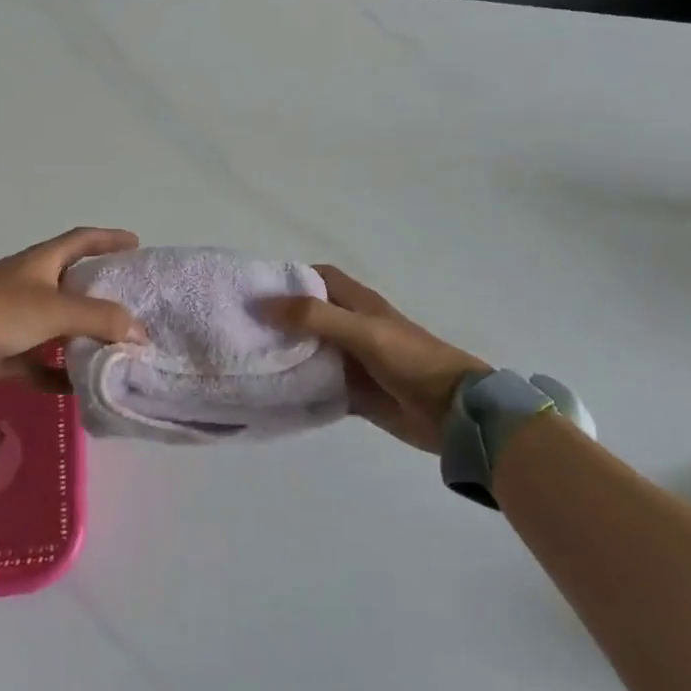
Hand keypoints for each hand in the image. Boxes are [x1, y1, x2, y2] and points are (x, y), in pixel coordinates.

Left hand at [0, 227, 147, 392]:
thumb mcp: (54, 309)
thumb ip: (100, 318)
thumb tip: (143, 332)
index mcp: (42, 263)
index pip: (81, 241)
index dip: (109, 238)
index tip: (137, 245)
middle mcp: (32, 287)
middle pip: (76, 286)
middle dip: (105, 295)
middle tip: (140, 308)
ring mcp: (18, 322)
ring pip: (61, 329)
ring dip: (87, 339)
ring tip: (123, 350)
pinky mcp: (6, 355)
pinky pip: (41, 366)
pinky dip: (60, 376)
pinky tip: (83, 389)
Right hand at [258, 266, 489, 453]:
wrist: (452, 413)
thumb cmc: (410, 360)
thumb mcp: (361, 331)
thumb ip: (314, 317)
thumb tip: (260, 304)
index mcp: (357, 303)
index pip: (317, 278)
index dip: (289, 278)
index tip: (254, 289)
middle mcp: (351, 327)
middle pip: (307, 316)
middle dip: (278, 319)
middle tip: (238, 328)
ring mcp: (352, 361)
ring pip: (309, 351)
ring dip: (285, 354)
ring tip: (246, 360)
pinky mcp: (353, 392)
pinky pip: (317, 385)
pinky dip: (298, 387)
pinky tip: (272, 393)